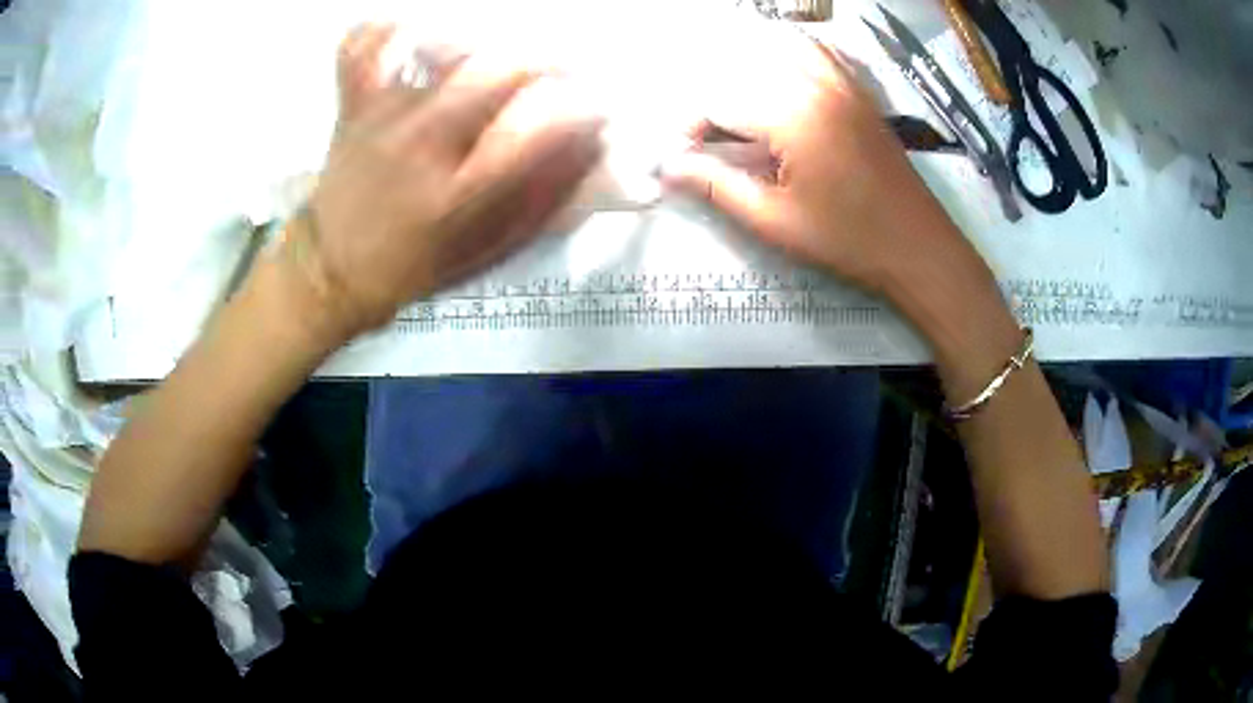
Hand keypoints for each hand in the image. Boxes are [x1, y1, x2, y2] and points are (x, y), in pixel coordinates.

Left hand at [285, 25, 604, 341]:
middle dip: (545, 64)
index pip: (539, 127)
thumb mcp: (492, 248)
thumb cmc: (419, 262)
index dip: (581, 110)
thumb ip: (549, 198)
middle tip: (557, 74)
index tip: (594, 110)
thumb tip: (597, 148)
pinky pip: (366, 46)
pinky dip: (390, 31)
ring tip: (495, 64)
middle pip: (499, 69)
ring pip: (447, 44)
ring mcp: (384, 114)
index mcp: (462, 193)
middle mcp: (424, 143)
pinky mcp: (355, 102)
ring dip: (487, 46)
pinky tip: (415, 38)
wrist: (335, 268)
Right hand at [661, 31, 974, 296]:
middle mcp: (816, 84)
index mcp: (793, 116)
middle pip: (744, 67)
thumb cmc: (848, 240)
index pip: (720, 101)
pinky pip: (819, 52)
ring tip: (736, 105)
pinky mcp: (859, 91)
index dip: (690, 125)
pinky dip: (791, 54)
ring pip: (779, 48)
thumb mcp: (775, 221)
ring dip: (747, 67)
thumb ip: (717, 186)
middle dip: (714, 97)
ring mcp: (842, 83)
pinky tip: (780, 75)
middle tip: (706, 137)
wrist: (918, 247)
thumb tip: (667, 167)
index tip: (681, 155)